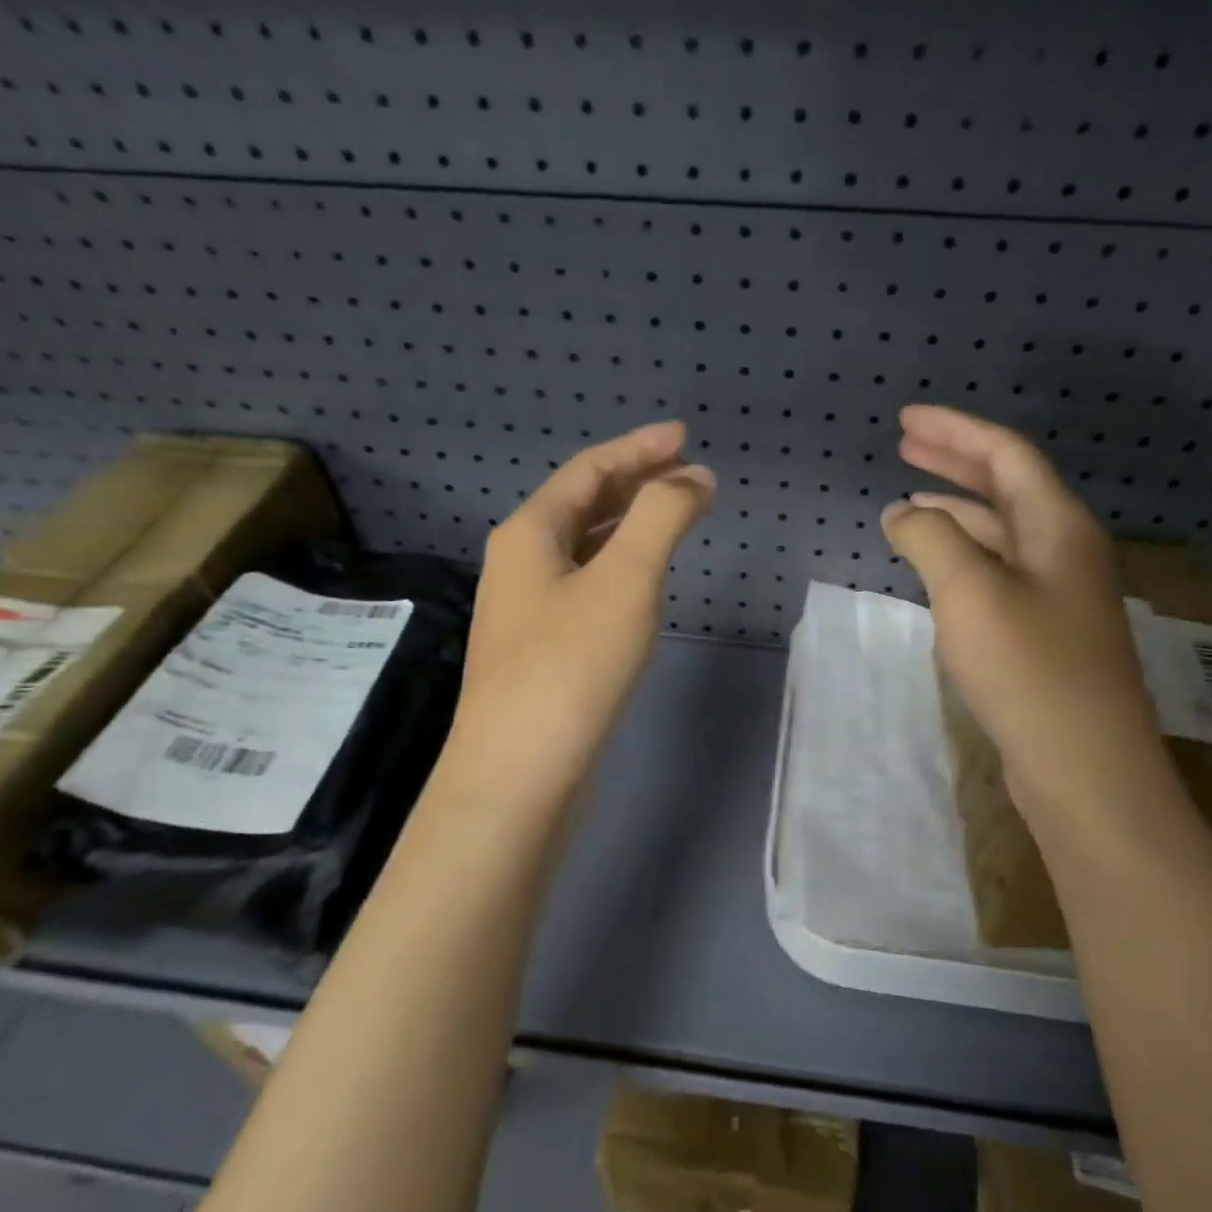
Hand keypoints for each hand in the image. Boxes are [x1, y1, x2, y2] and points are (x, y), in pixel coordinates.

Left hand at [438, 421, 714, 830]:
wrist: (519, 775)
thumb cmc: (571, 667)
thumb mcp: (625, 581)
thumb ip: (661, 519)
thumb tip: (693, 477)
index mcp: (530, 533)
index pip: (589, 470)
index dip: (639, 447)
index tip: (685, 436)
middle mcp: (520, 562)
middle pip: (582, 504)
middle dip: (635, 481)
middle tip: (687, 470)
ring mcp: (526, 609)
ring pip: (583, 546)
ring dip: (628, 523)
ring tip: (673, 514)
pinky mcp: (541, 648)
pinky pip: (585, 584)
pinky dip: (619, 565)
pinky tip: (642, 580)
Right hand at [879, 406, 1171, 831]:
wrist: (1084, 767)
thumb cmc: (1028, 668)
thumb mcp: (968, 590)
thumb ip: (930, 538)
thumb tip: (902, 513)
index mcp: (1058, 525)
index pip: (1005, 454)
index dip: (954, 429)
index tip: (905, 419)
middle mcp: (1066, 549)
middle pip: (1007, 485)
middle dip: (955, 461)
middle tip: (905, 444)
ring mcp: (1059, 593)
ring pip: (1002, 531)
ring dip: (956, 510)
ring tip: (909, 502)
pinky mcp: (1046, 632)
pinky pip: (999, 571)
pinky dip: (963, 555)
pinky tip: (937, 565)